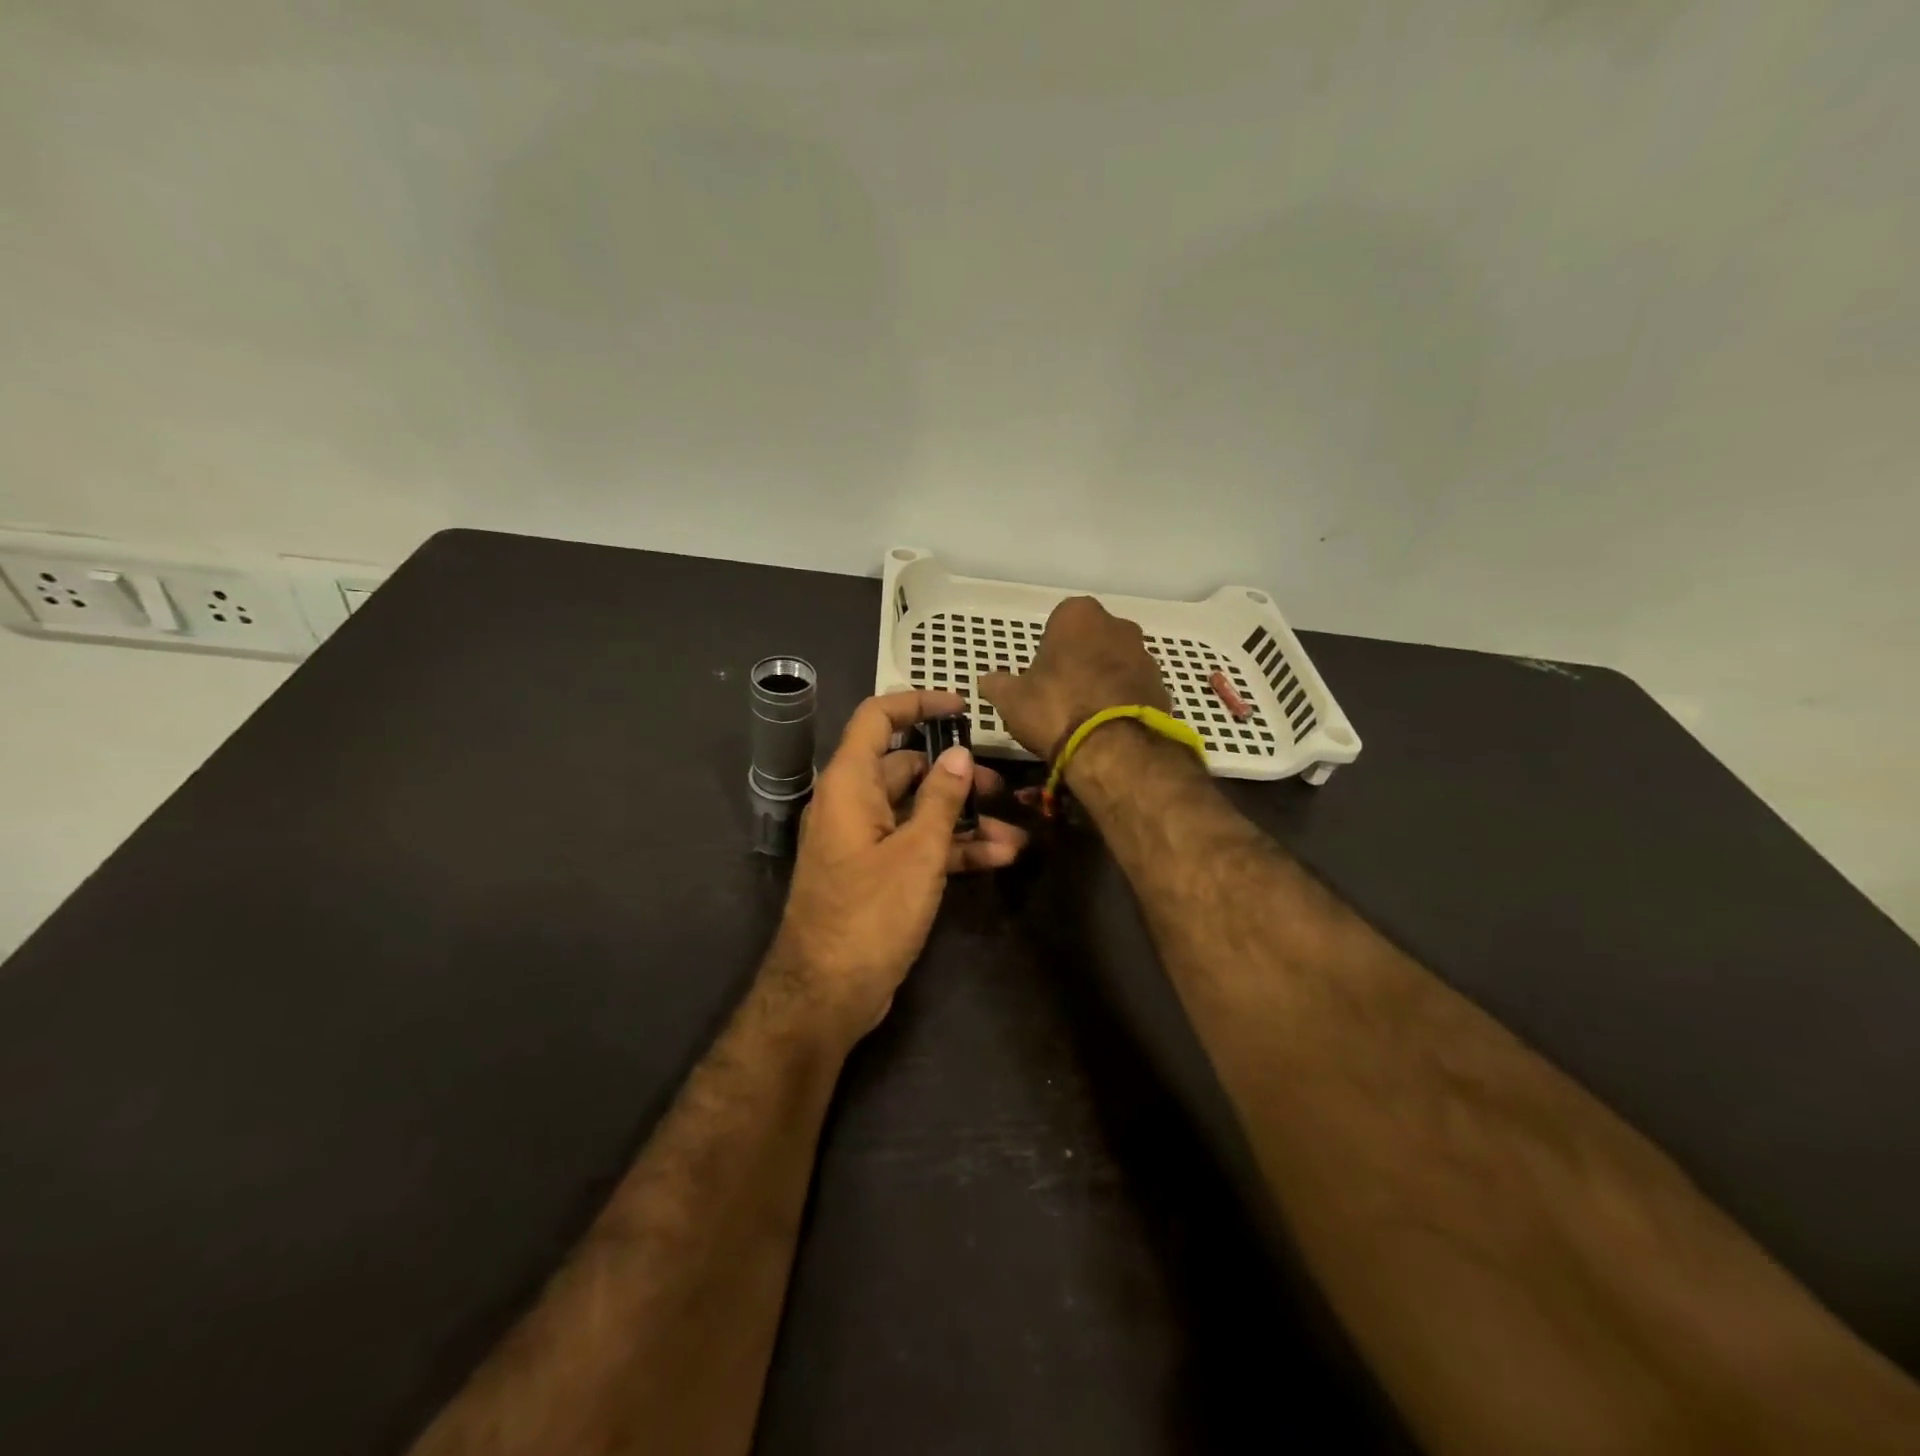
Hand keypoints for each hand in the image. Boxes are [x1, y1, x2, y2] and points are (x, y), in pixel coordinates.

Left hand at [771, 690, 1027, 1038]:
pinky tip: (999, 858)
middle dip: (957, 775)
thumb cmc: (869, 914)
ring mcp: (865, 842)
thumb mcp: (916, 853)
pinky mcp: (878, 874)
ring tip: (1016, 832)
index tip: (961, 706)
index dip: (917, 703)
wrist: (827, 994)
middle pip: (907, 769)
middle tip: (1002, 787)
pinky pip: (917, 846)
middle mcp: (853, 804)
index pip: (877, 719)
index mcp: (849, 785)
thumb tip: (959, 754)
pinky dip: (953, 849)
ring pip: (919, 812)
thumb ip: (940, 799)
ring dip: (965, 819)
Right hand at [977, 596, 1169, 759]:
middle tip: (1060, 694)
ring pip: (1115, 663)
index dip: (1049, 648)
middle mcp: (1117, 625)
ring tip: (1084, 716)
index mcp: (1078, 615)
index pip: (1059, 621)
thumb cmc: (1056, 709)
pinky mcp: (1162, 686)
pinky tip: (1106, 728)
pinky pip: (1133, 689)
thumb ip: (997, 684)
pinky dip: (1121, 702)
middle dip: (1079, 660)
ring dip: (1102, 681)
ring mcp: (1145, 655)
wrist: (1114, 748)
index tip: (1040, 675)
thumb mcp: (1011, 699)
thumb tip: (986, 680)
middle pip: (1091, 640)